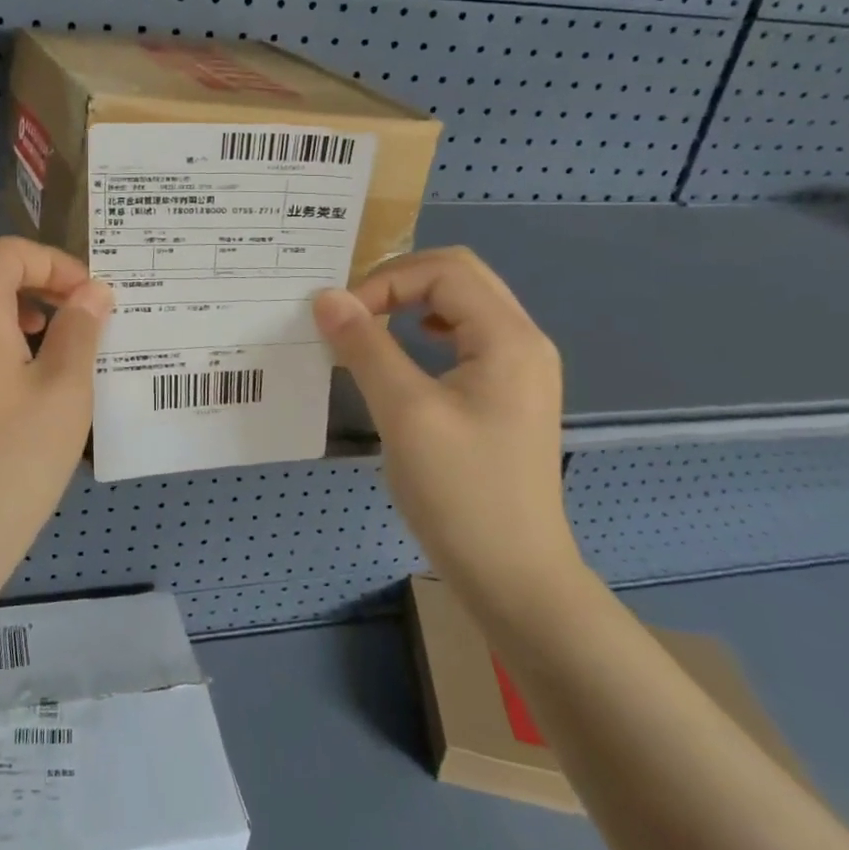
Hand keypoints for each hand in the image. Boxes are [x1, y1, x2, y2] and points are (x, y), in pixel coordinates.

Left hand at [0, 237, 113, 616]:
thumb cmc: (6, 469)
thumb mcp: (63, 397)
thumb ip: (80, 332)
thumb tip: (93, 293)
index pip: (10, 251)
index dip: (56, 263)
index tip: (91, 299)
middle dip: (26, 269)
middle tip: (65, 305)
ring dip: (0, 294)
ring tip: (40, 334)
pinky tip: (5, 370)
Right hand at [312, 247, 575, 606]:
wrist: (516, 578)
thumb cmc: (461, 493)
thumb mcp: (405, 413)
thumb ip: (365, 346)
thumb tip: (326, 297)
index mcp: (508, 338)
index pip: (444, 270)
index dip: (386, 280)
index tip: (343, 318)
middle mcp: (523, 341)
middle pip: (459, 276)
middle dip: (400, 280)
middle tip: (355, 308)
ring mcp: (520, 368)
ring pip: (464, 302)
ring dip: (414, 300)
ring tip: (373, 321)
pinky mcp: (507, 393)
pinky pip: (466, 334)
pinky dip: (427, 327)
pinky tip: (408, 350)